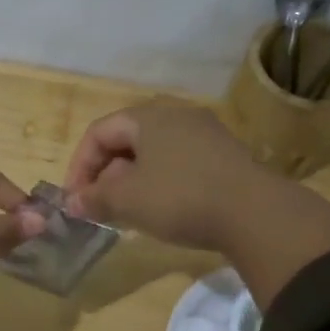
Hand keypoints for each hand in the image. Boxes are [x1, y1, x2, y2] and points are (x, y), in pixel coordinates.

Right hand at [63, 102, 262, 250]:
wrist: (256, 214)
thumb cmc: (180, 198)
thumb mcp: (127, 201)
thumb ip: (94, 199)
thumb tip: (73, 203)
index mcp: (149, 117)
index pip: (99, 132)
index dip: (79, 165)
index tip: (75, 199)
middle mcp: (177, 116)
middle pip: (126, 141)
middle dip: (105, 175)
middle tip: (98, 207)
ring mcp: (205, 135)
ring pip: (153, 154)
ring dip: (131, 182)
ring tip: (126, 213)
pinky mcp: (225, 157)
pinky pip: (178, 164)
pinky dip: (159, 184)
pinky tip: (161, 211)